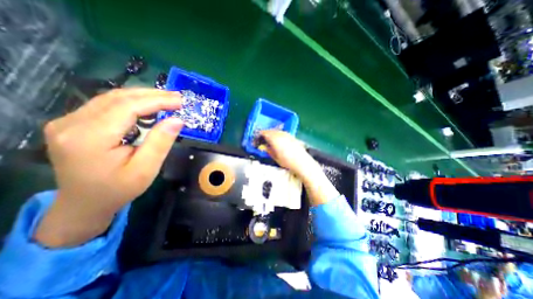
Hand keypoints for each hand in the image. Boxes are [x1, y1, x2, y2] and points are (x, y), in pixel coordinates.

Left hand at [34, 87, 183, 247]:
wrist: (85, 203)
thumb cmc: (119, 189)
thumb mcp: (146, 169)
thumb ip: (160, 143)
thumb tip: (177, 120)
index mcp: (89, 138)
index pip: (127, 107)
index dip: (157, 101)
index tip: (180, 101)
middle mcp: (71, 124)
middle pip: (118, 98)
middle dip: (152, 95)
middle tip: (177, 97)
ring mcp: (68, 121)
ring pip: (112, 98)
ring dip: (143, 96)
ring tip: (167, 99)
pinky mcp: (73, 123)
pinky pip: (107, 105)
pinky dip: (132, 102)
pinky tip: (148, 106)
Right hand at [260, 130, 317, 177]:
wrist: (301, 161)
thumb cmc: (286, 161)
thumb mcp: (274, 156)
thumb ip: (268, 150)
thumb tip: (263, 146)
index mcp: (274, 138)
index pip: (264, 133)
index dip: (259, 136)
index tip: (256, 140)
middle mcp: (280, 133)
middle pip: (270, 131)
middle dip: (265, 134)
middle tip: (262, 140)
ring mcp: (286, 134)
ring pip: (276, 131)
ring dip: (271, 134)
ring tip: (270, 141)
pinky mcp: (291, 136)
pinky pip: (282, 133)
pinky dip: (278, 135)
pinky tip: (278, 141)